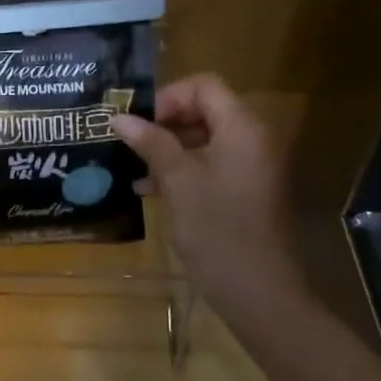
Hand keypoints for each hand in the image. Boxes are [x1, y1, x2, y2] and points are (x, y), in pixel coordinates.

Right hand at [113, 74, 304, 307]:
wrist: (260, 294)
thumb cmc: (218, 230)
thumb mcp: (178, 182)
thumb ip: (151, 143)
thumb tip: (119, 117)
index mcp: (242, 129)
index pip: (204, 86)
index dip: (168, 96)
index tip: (139, 122)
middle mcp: (252, 140)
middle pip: (205, 109)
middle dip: (164, 121)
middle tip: (130, 140)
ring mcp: (251, 167)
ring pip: (205, 138)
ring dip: (169, 147)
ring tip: (133, 165)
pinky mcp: (245, 191)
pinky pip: (211, 164)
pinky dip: (182, 168)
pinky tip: (149, 189)